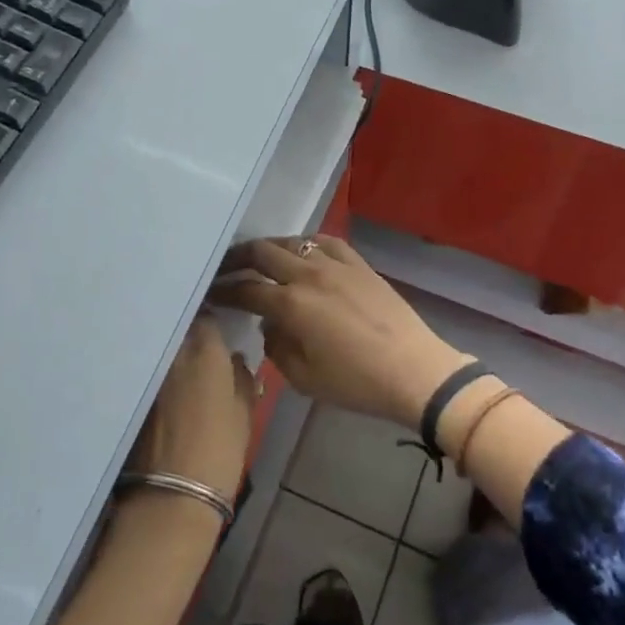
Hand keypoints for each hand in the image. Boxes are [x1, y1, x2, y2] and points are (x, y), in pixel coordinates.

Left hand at [129, 316, 255, 501]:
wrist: (172, 494)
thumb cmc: (220, 451)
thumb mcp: (244, 414)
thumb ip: (242, 379)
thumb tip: (236, 360)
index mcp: (205, 351)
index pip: (207, 318)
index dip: (213, 323)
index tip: (219, 330)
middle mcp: (172, 353)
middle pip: (180, 329)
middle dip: (189, 332)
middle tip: (201, 346)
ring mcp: (148, 372)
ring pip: (161, 350)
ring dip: (171, 352)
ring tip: (182, 365)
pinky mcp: (132, 394)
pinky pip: (147, 371)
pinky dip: (156, 373)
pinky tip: (164, 387)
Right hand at [209, 235, 467, 430]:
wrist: (415, 371)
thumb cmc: (356, 383)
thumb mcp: (304, 378)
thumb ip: (277, 347)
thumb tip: (271, 324)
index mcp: (291, 304)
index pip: (246, 290)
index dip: (224, 291)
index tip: (210, 293)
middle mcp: (309, 275)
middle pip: (262, 253)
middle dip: (238, 259)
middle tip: (225, 268)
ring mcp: (337, 265)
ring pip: (293, 242)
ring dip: (270, 248)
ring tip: (261, 259)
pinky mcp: (360, 264)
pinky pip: (327, 242)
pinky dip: (307, 244)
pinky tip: (304, 253)